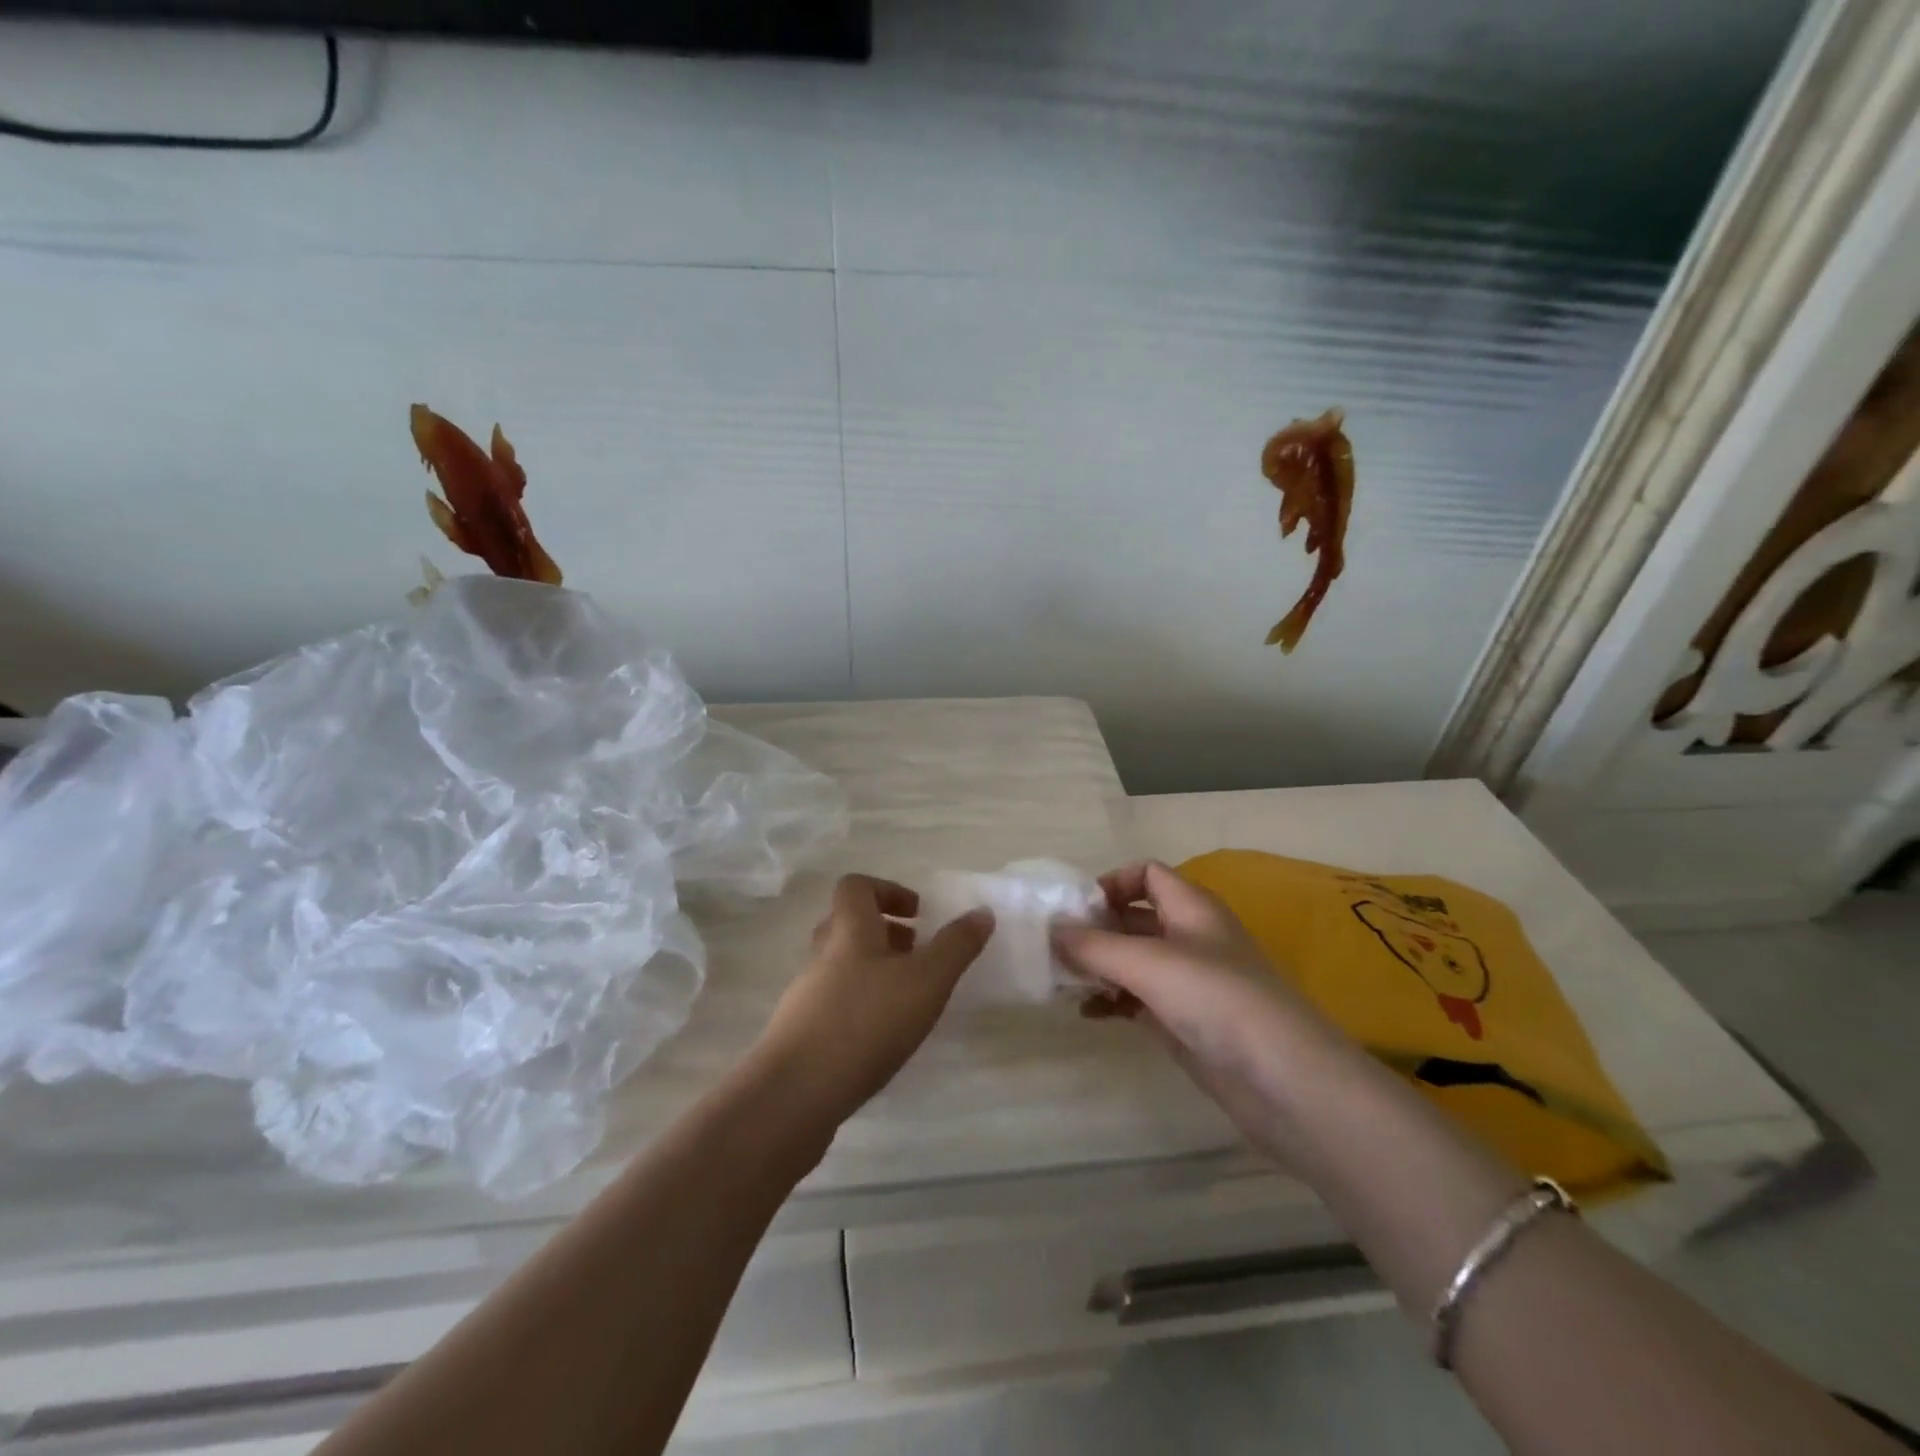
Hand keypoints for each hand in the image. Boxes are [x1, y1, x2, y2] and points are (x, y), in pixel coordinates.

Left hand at [753, 874, 993, 1126]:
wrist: (796, 1094)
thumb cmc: (867, 1022)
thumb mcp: (927, 981)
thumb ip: (956, 946)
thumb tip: (982, 911)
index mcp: (848, 930)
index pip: (856, 887)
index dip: (887, 891)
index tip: (918, 915)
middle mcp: (821, 954)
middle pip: (847, 925)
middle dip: (885, 934)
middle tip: (916, 956)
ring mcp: (805, 994)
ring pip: (840, 966)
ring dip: (873, 971)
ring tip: (906, 1000)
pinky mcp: (800, 1032)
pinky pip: (832, 1003)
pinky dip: (859, 1007)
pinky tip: (881, 1038)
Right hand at [1053, 861, 1345, 1130]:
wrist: (1285, 1082)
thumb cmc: (1217, 1000)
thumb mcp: (1149, 964)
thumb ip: (1094, 946)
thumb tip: (1051, 930)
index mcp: (1191, 908)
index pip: (1147, 874)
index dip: (1112, 883)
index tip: (1077, 910)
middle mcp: (1191, 938)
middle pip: (1135, 918)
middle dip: (1096, 929)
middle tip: (1054, 949)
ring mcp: (1190, 983)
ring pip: (1135, 961)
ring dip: (1100, 967)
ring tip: (1062, 982)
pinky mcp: (1186, 1022)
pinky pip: (1140, 1000)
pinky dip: (1113, 1001)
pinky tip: (1088, 1014)